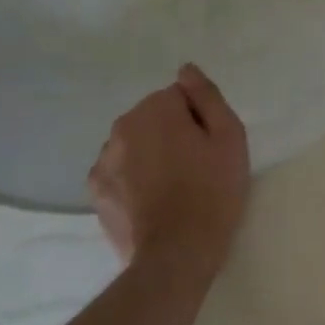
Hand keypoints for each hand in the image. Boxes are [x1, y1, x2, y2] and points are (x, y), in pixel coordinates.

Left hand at [87, 64, 249, 271]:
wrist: (177, 254)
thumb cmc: (213, 191)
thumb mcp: (229, 136)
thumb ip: (207, 96)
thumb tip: (186, 70)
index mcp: (154, 109)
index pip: (180, 97)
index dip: (199, 120)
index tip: (210, 148)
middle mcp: (121, 127)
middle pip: (154, 118)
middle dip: (172, 134)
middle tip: (196, 168)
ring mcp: (103, 161)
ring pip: (135, 145)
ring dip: (151, 155)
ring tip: (174, 188)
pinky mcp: (96, 192)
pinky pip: (120, 171)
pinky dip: (133, 179)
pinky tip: (152, 202)